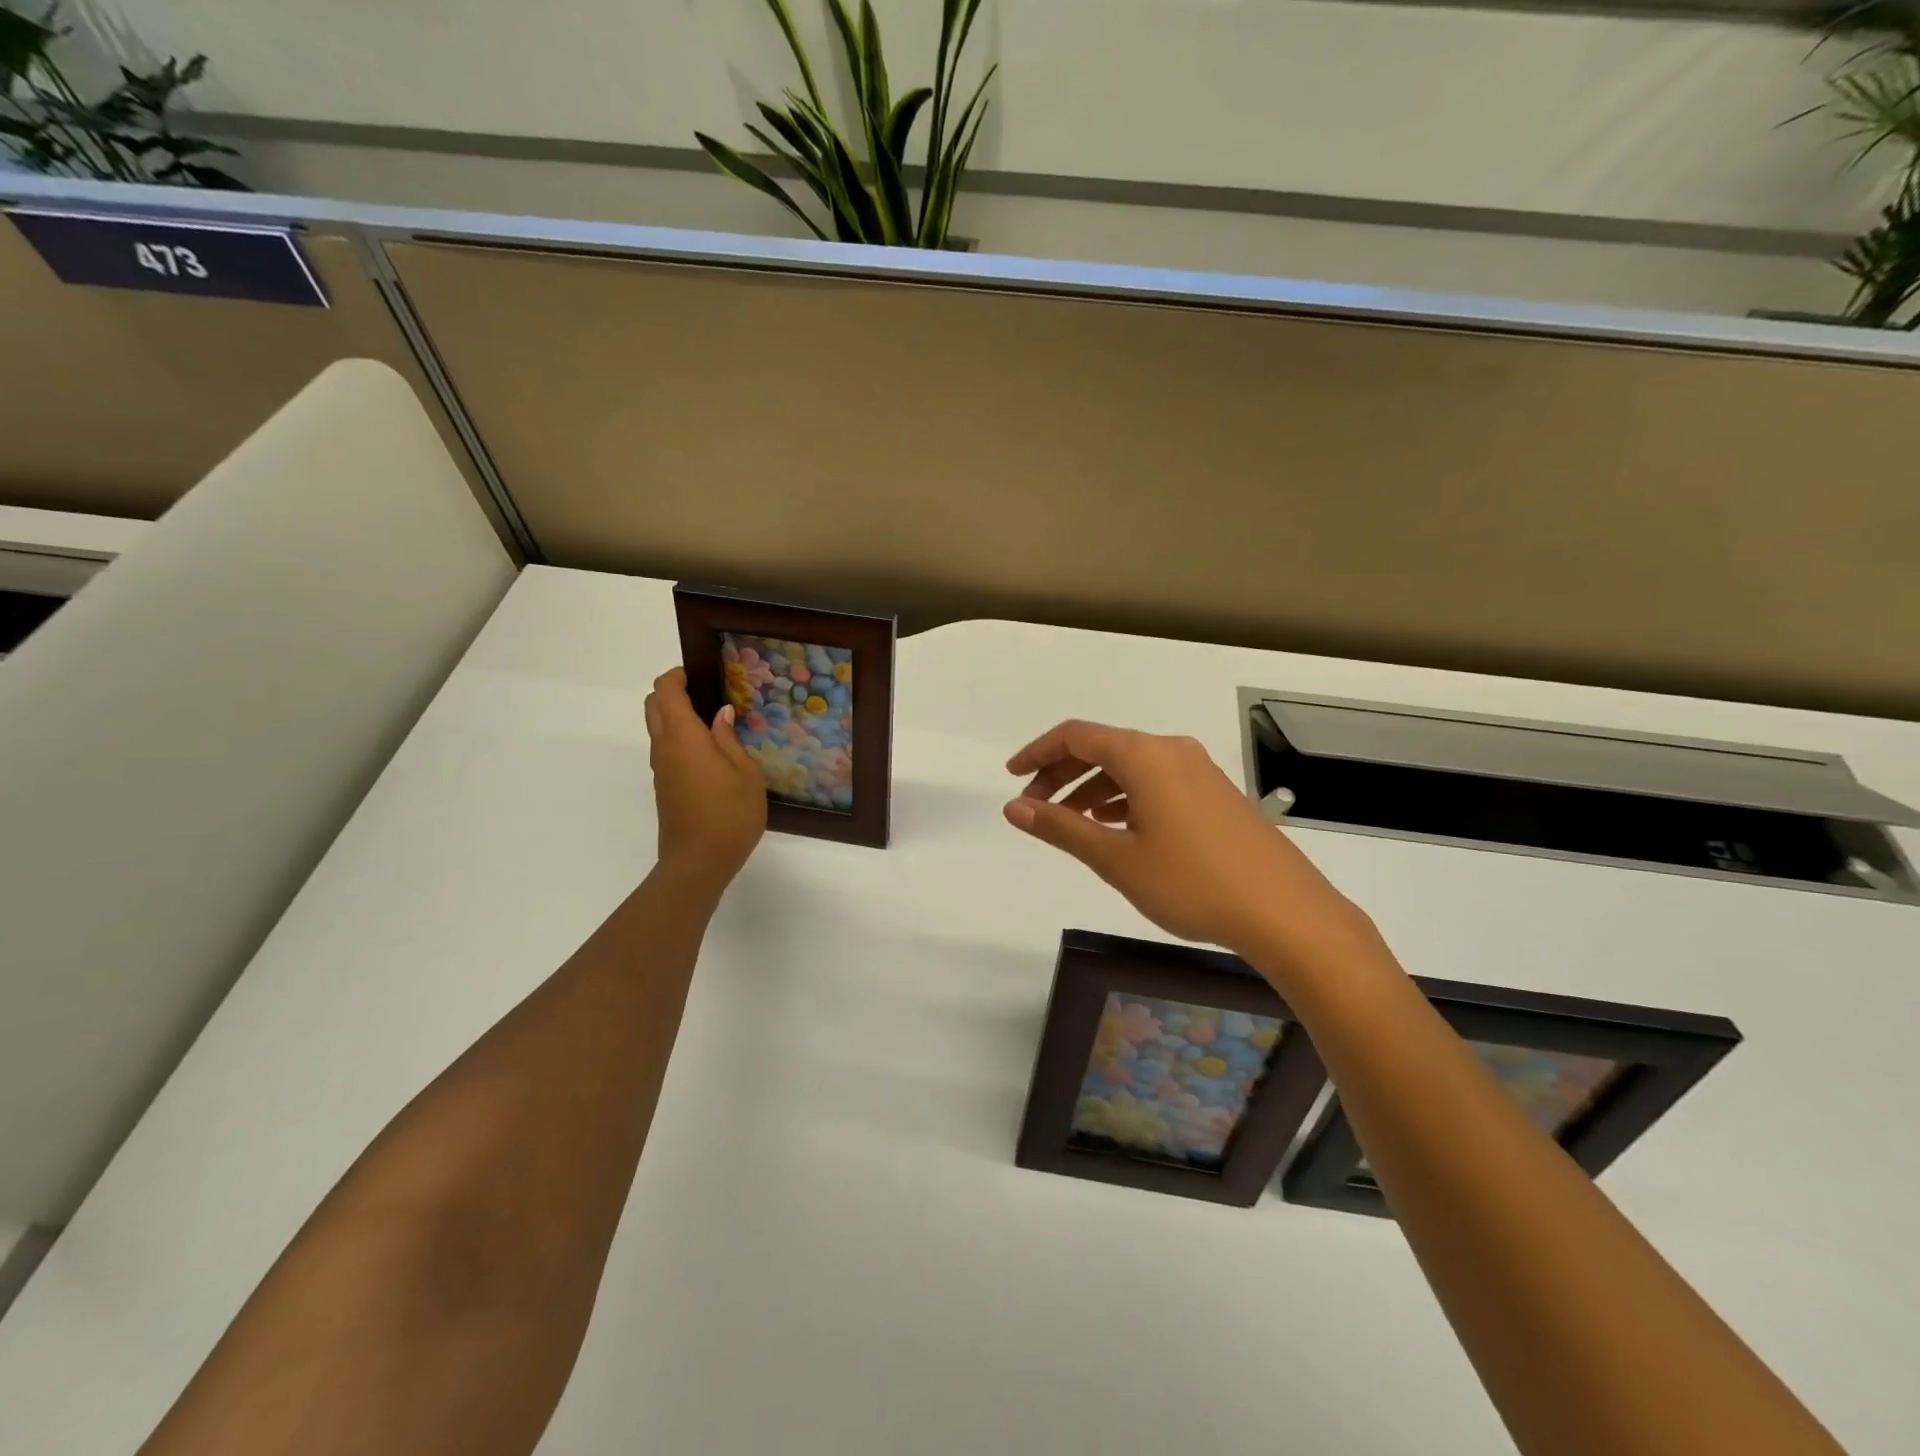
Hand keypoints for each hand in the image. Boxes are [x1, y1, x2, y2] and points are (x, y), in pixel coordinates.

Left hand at [644, 668, 766, 891]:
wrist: (698, 862)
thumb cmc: (730, 815)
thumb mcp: (746, 773)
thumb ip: (730, 739)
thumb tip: (721, 714)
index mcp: (683, 737)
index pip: (665, 691)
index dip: (678, 676)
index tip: (702, 675)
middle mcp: (664, 748)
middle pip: (654, 706)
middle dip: (673, 693)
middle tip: (708, 696)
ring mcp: (660, 769)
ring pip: (657, 728)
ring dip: (677, 717)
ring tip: (715, 724)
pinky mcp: (663, 786)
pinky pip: (666, 749)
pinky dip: (680, 738)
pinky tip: (710, 752)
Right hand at [1004, 720, 1371, 961]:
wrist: (1285, 912)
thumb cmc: (1192, 883)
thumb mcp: (1117, 858)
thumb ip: (1061, 827)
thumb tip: (1014, 807)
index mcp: (1144, 756)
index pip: (1076, 736)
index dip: (1037, 752)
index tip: (1012, 777)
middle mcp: (1171, 750)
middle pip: (1102, 748)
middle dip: (1062, 774)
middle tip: (1035, 808)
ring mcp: (1198, 770)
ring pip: (1130, 767)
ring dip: (1093, 787)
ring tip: (1070, 822)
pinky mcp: (1215, 793)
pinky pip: (1156, 781)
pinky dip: (1125, 797)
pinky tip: (1116, 826)